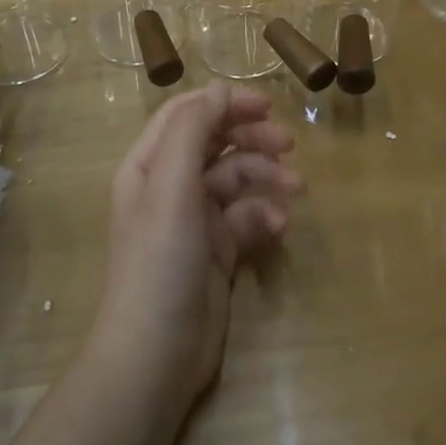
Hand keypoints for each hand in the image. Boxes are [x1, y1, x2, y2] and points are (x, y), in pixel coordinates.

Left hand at [91, 84, 301, 408]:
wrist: (157, 354)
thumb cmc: (160, 261)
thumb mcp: (171, 186)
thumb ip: (193, 130)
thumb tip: (219, 90)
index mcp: (149, 165)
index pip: (188, 114)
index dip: (225, 103)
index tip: (267, 106)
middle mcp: (170, 185)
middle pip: (217, 143)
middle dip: (253, 139)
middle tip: (289, 145)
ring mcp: (195, 219)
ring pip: (237, 180)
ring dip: (267, 179)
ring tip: (296, 190)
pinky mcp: (217, 250)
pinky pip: (247, 218)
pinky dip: (264, 217)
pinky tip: (278, 230)